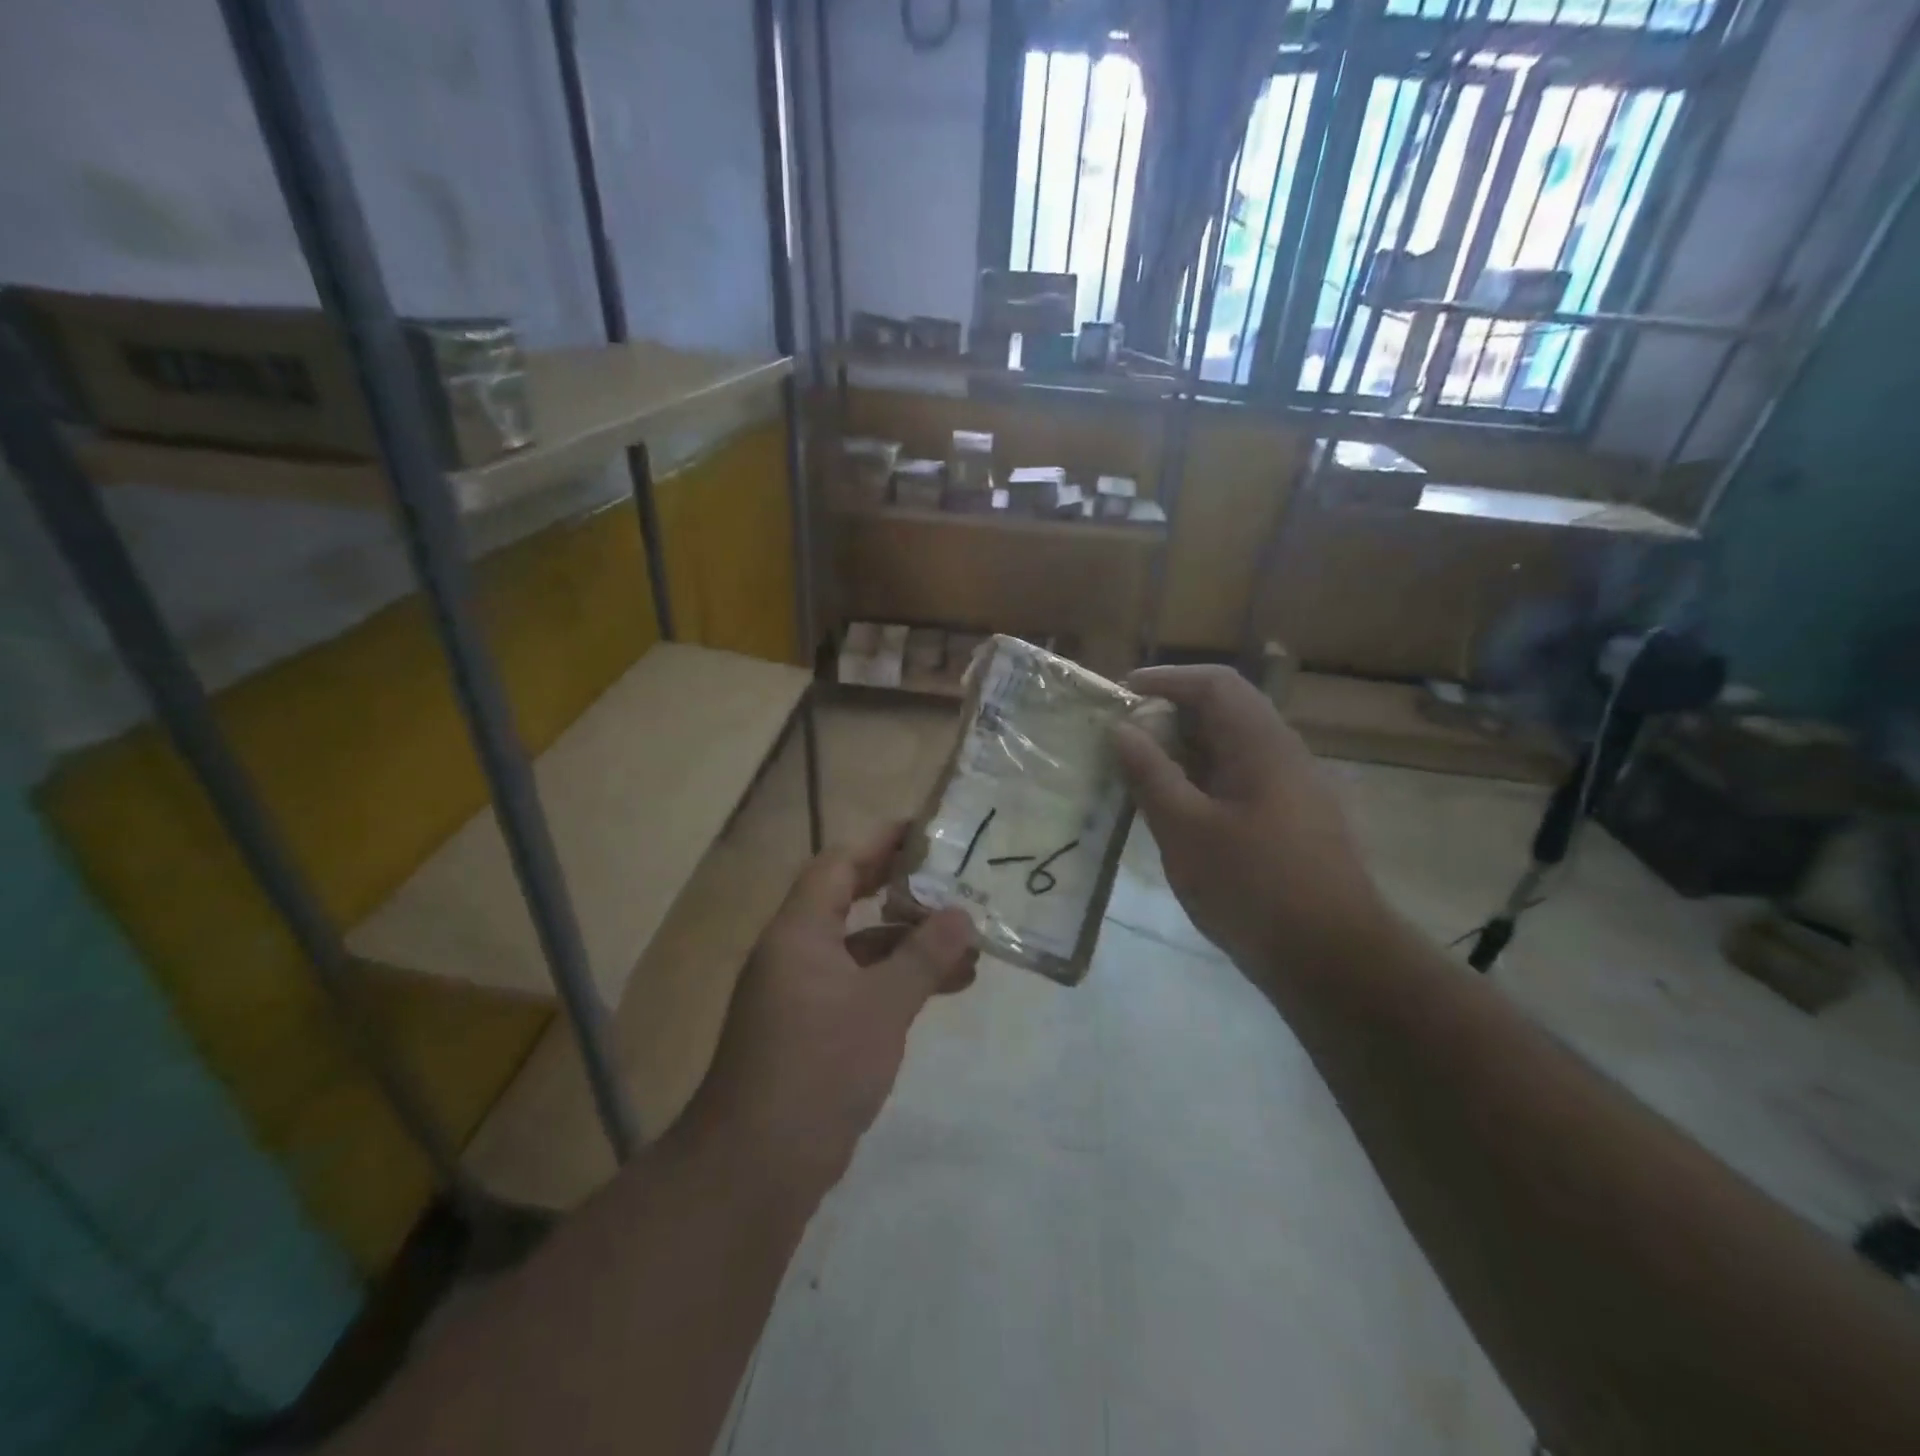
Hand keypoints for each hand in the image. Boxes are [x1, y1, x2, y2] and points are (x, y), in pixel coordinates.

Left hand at [684, 822, 978, 1196]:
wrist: (758, 1165)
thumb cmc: (819, 1066)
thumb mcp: (883, 1006)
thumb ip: (925, 957)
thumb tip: (963, 915)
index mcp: (798, 932)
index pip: (838, 865)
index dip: (879, 843)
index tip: (923, 832)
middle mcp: (794, 953)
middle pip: (848, 901)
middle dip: (899, 890)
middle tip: (950, 880)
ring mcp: (800, 993)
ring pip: (859, 949)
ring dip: (907, 945)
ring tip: (967, 948)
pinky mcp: (810, 1030)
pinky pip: (858, 986)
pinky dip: (894, 981)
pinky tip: (939, 990)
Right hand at [1112, 665, 1382, 987]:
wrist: (1334, 961)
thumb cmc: (1254, 888)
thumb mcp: (1186, 830)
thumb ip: (1151, 774)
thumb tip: (1122, 728)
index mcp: (1263, 745)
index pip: (1215, 684)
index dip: (1166, 679)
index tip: (1121, 693)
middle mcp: (1283, 756)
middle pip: (1224, 713)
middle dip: (1169, 716)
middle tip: (1122, 738)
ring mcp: (1291, 791)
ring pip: (1230, 750)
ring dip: (1183, 751)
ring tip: (1137, 772)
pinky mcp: (1290, 823)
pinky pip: (1238, 782)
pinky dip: (1200, 782)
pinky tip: (1174, 812)